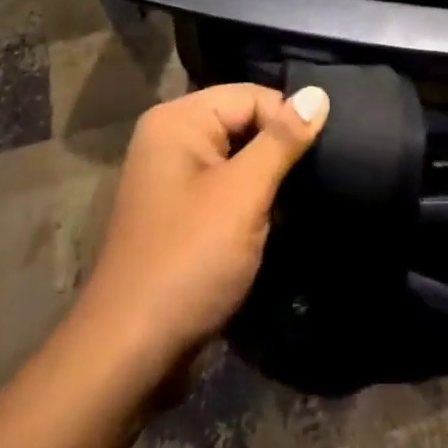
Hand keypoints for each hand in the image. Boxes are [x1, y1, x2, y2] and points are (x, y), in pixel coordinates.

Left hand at [74, 83, 328, 368]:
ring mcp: (171, 178)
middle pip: (244, 123)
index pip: (252, 96)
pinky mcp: (179, 213)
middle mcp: (170, 138)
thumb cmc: (188, 261)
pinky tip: (273, 224)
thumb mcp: (243, 195)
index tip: (318, 161)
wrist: (129, 355)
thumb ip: (282, 141)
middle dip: (278, 153)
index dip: (287, 123)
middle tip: (312, 184)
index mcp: (178, 120)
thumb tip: (319, 93)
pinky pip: (224, 187)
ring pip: (238, 158)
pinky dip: (249, 202)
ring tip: (297, 205)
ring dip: (267, 182)